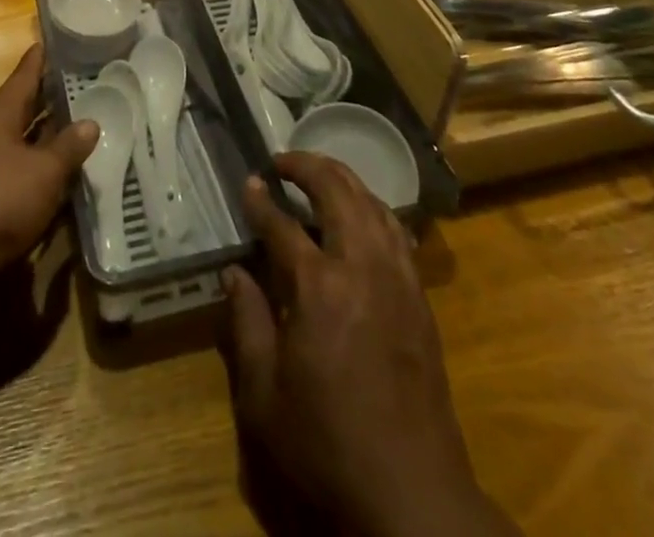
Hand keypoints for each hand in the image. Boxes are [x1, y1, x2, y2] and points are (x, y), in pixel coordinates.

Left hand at [0, 46, 96, 299]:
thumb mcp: (44, 172)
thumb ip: (69, 147)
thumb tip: (90, 123)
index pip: (24, 76)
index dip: (40, 60)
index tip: (52, 41)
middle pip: (20, 110)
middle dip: (47, 103)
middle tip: (82, 90)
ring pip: (16, 146)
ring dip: (42, 144)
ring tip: (76, 137)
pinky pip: (10, 179)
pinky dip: (32, 177)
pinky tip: (55, 186)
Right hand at [223, 153, 514, 536]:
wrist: (412, 492)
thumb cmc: (327, 444)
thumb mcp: (264, 395)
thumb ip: (247, 323)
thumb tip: (234, 272)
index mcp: (318, 287)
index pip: (282, 225)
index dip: (261, 200)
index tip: (248, 181)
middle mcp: (361, 266)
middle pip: (336, 190)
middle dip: (307, 166)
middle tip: (283, 161)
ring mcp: (396, 277)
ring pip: (371, 202)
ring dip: (343, 179)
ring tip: (319, 174)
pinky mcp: (419, 296)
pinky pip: (395, 230)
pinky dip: (373, 207)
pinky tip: (361, 214)